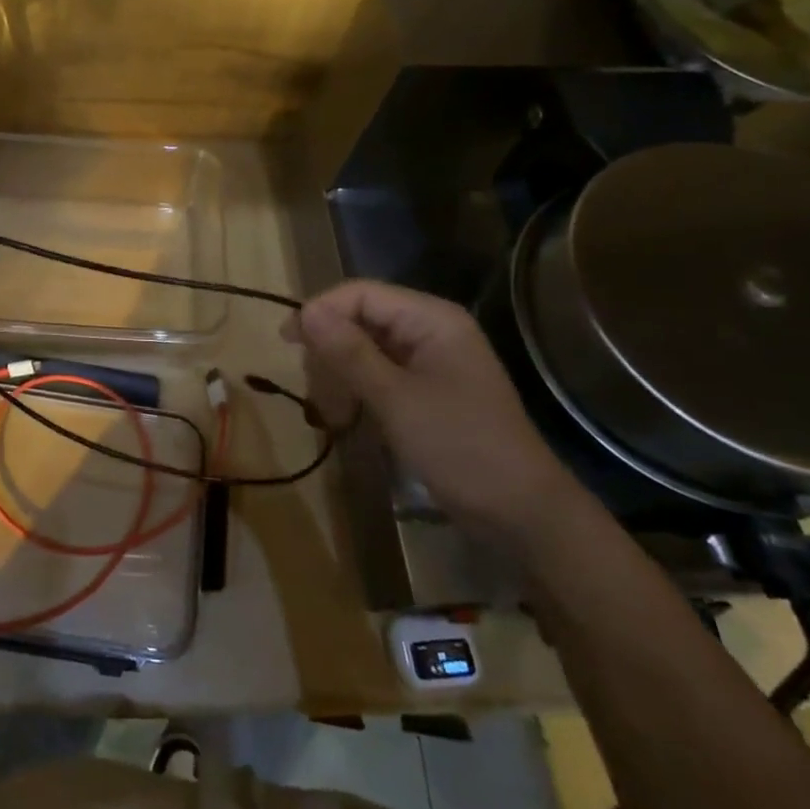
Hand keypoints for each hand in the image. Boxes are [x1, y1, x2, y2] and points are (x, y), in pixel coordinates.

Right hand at [289, 281, 584, 546]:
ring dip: (340, 372)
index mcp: (431, 319)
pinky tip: (347, 416)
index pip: (361, 294)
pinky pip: (380, 373)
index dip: (321, 311)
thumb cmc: (460, 447)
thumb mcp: (396, 399)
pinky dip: (358, 389)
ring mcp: (431, 361)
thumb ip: (349, 352)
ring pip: (366, 347)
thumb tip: (305, 311)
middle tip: (314, 388)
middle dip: (331, 348)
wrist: (522, 514)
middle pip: (361, 318)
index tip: (287, 342)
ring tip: (330, 410)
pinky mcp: (427, 389)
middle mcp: (431, 330)